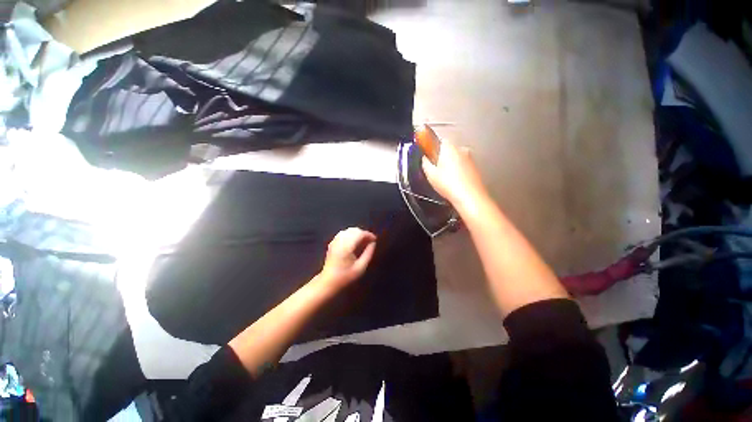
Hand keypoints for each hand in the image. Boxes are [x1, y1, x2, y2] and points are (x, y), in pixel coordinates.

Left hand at [318, 228, 376, 288]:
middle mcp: (340, 241)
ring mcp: (335, 241)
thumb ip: (368, 253)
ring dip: (357, 233)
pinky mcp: (332, 243)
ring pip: (348, 230)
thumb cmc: (345, 276)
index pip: (359, 234)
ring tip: (363, 241)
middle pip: (354, 230)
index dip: (368, 235)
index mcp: (346, 247)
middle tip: (370, 241)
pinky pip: (343, 233)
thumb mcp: (360, 268)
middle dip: (363, 233)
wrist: (328, 282)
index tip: (375, 239)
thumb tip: (373, 243)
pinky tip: (354, 242)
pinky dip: (350, 235)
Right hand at [422, 143, 488, 208]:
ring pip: (456, 158)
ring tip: (445, 179)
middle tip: (435, 170)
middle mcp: (461, 150)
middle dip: (441, 158)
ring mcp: (470, 158)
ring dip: (450, 165)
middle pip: (448, 150)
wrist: (470, 197)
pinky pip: (463, 166)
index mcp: (449, 148)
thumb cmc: (451, 185)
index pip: (439, 141)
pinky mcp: (475, 168)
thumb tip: (425, 160)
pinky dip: (458, 171)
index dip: (432, 149)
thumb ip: (425, 163)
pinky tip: (453, 182)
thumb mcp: (430, 174)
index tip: (428, 154)